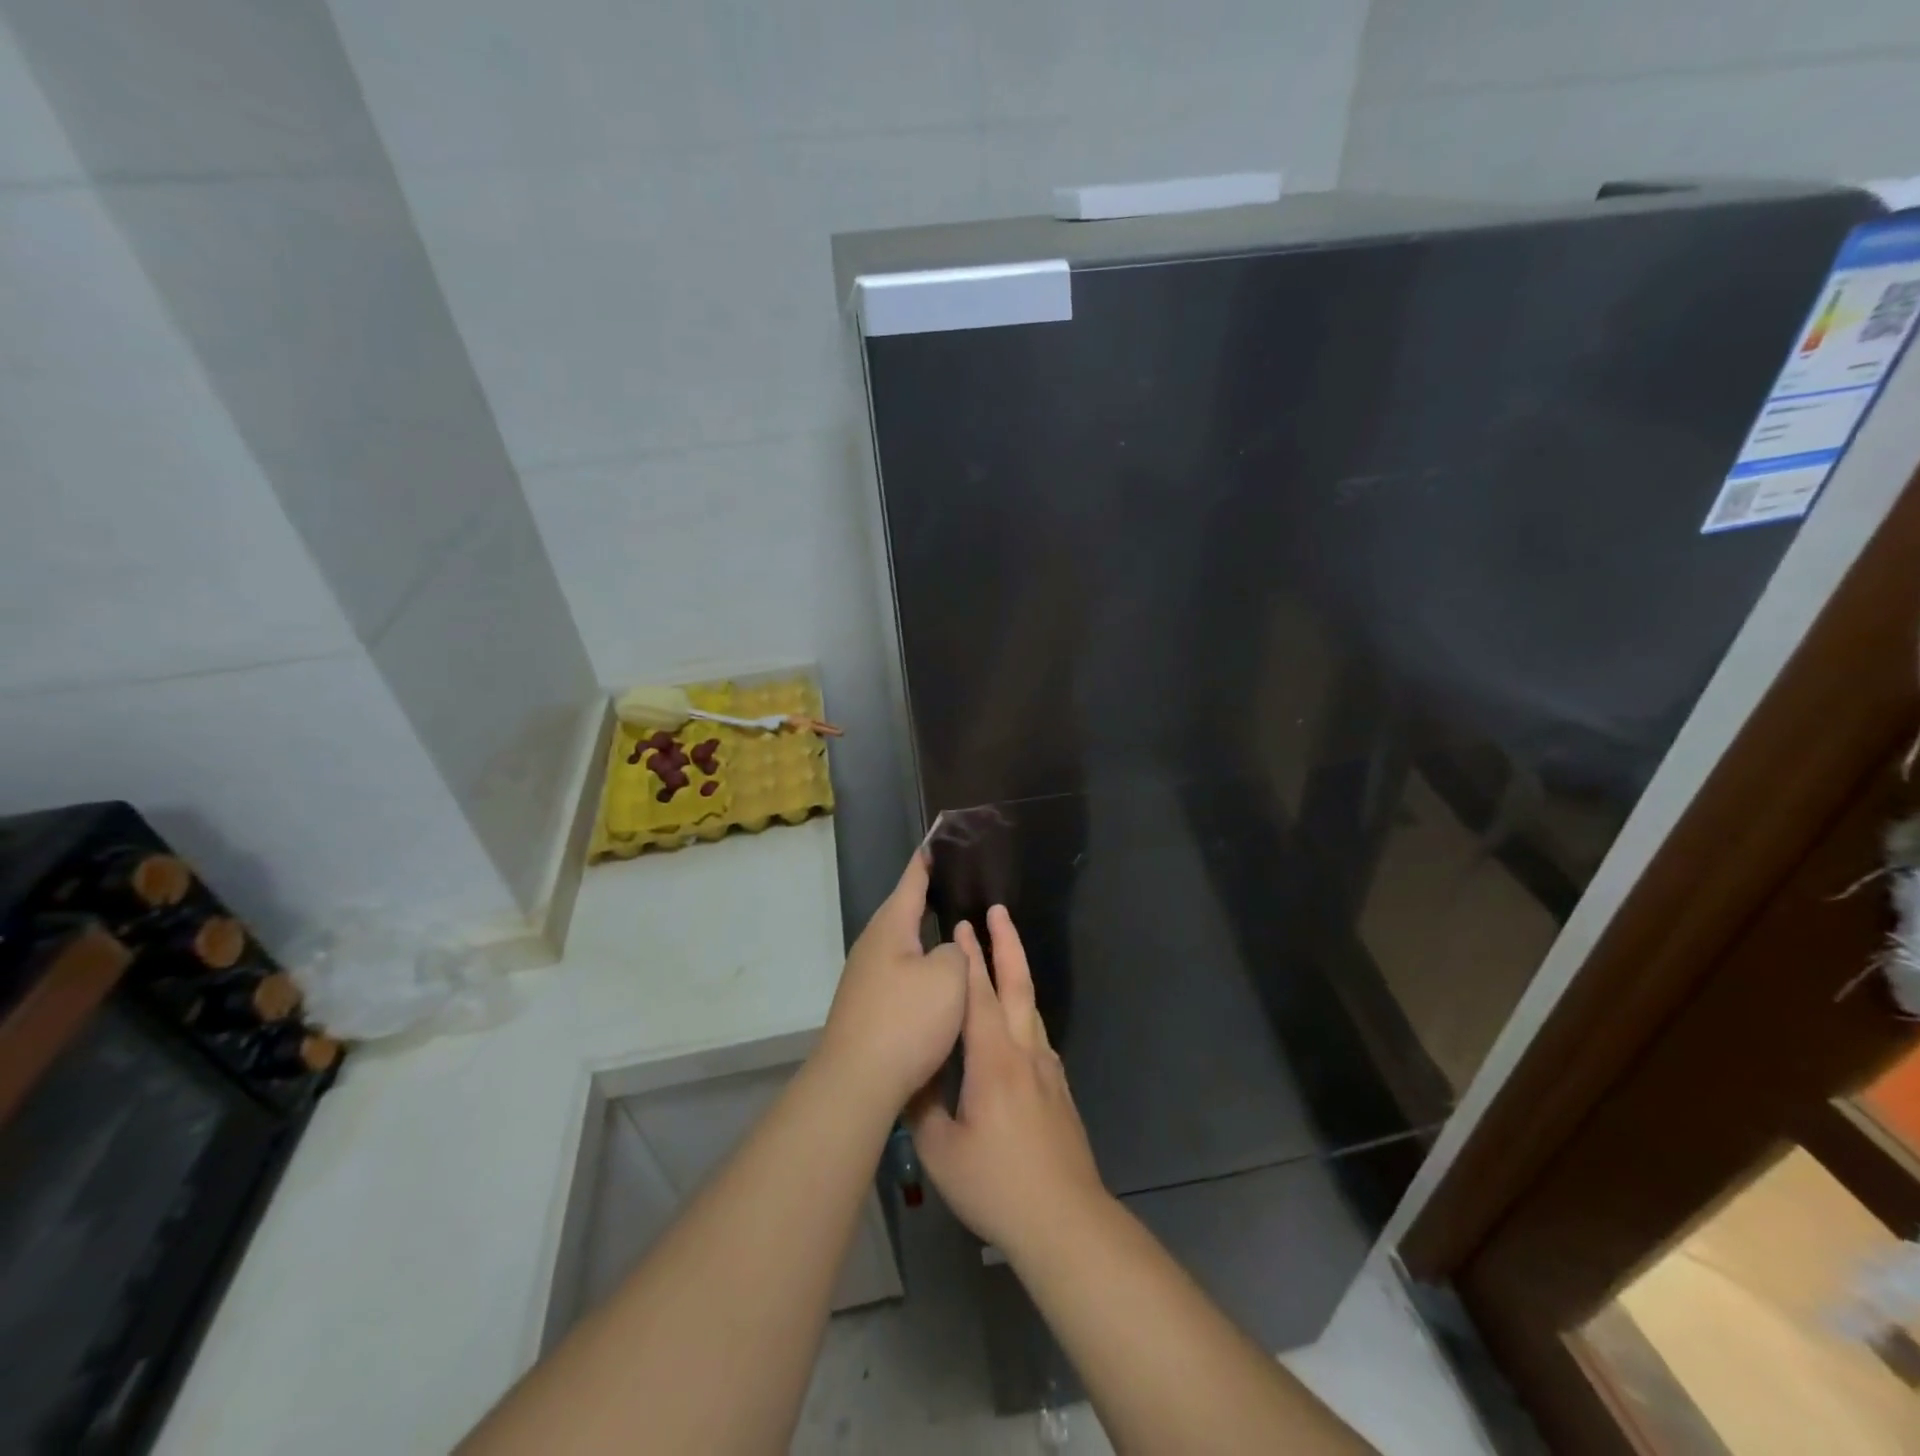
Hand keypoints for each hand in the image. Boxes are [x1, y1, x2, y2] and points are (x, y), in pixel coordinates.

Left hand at [815, 852, 967, 1112]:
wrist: (857, 1082)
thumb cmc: (906, 1020)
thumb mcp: (949, 977)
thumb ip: (957, 952)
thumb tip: (947, 950)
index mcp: (891, 926)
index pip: (912, 880)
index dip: (928, 858)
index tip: (938, 836)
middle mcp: (872, 944)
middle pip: (905, 911)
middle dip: (930, 897)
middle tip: (960, 884)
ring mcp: (865, 977)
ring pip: (904, 945)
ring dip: (927, 937)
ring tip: (956, 929)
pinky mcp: (867, 1006)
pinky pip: (901, 973)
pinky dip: (922, 967)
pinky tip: (938, 980)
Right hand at [908, 905, 1106, 1256]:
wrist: (1065, 1220)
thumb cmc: (997, 1184)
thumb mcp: (941, 1151)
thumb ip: (922, 1107)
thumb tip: (910, 1075)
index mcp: (993, 1060)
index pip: (978, 995)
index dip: (968, 959)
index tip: (961, 925)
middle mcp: (1024, 1052)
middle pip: (1017, 985)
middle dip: (1006, 944)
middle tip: (997, 911)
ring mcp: (1047, 1070)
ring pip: (1031, 1007)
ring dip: (1016, 973)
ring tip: (1003, 954)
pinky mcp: (1058, 1090)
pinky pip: (1037, 1035)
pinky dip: (1023, 1011)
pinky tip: (1016, 1023)